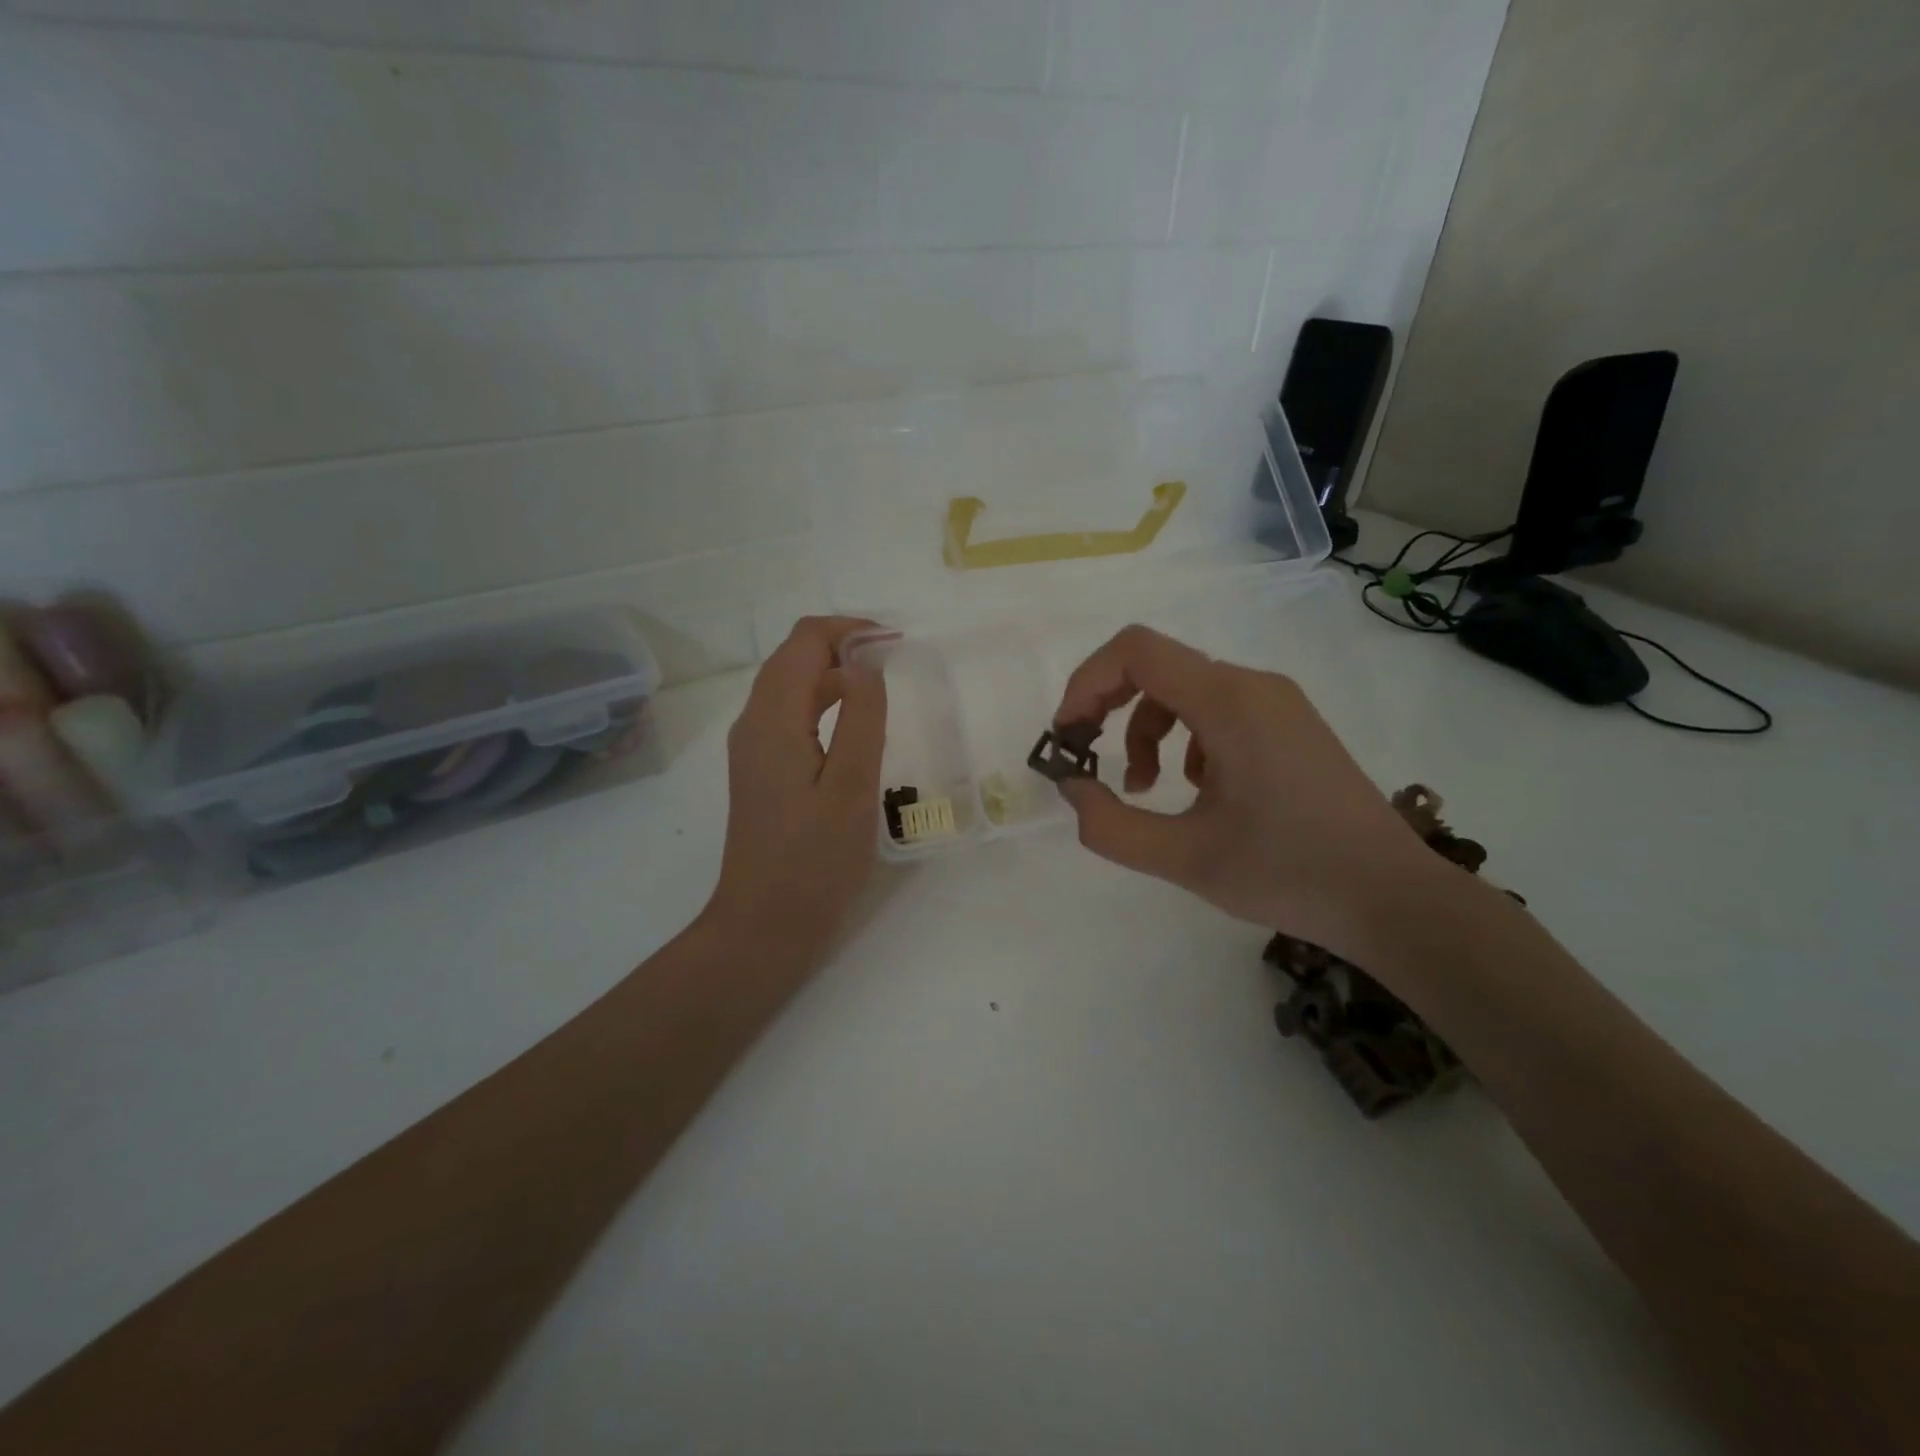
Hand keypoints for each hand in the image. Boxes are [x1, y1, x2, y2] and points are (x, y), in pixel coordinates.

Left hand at [702, 617, 886, 964]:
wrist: (764, 926)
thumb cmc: (815, 861)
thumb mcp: (852, 786)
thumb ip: (863, 716)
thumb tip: (865, 661)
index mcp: (773, 719)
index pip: (804, 641)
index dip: (850, 630)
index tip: (896, 643)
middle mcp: (754, 723)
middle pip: (793, 657)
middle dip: (843, 645)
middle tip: (896, 660)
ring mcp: (753, 748)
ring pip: (791, 686)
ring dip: (834, 672)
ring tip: (882, 685)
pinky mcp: (761, 770)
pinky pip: (791, 716)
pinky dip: (824, 702)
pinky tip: (855, 726)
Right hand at [1051, 625, 1444, 964]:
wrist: (1392, 898)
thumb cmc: (1288, 874)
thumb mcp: (1184, 859)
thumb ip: (1111, 826)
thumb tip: (1072, 789)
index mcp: (1229, 703)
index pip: (1136, 651)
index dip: (1086, 682)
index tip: (1067, 735)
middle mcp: (1253, 686)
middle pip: (1158, 667)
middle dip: (1110, 709)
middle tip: (1090, 760)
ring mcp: (1277, 703)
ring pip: (1186, 691)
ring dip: (1147, 731)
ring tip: (1147, 790)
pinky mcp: (1289, 725)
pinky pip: (1218, 711)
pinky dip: (1185, 740)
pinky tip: (1199, 792)